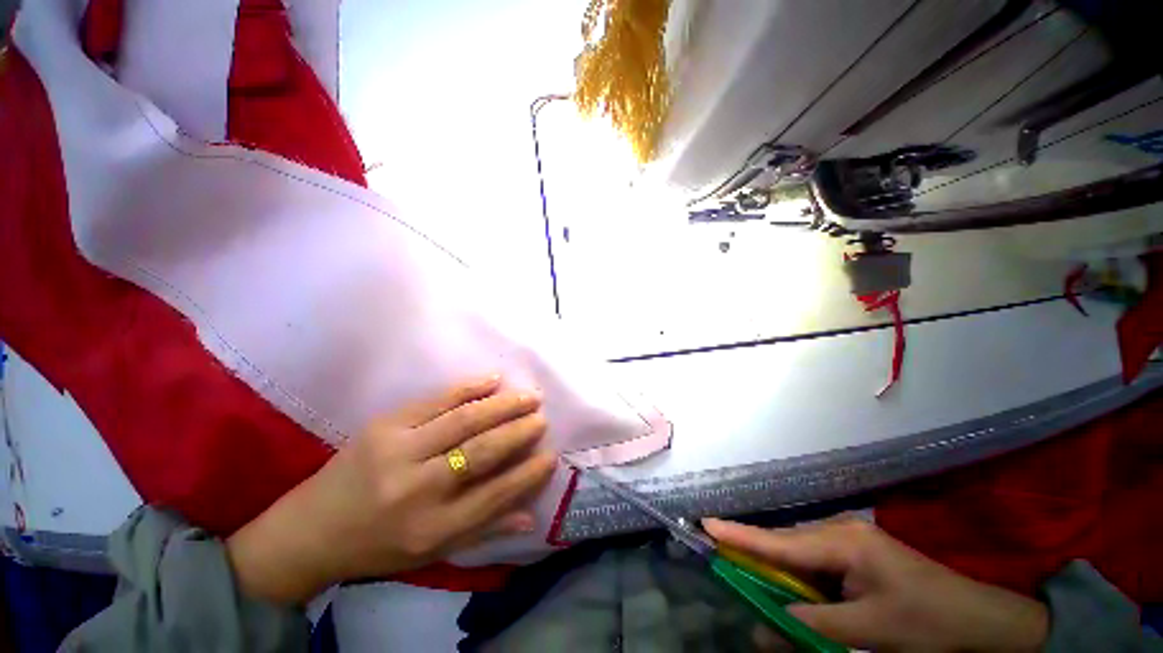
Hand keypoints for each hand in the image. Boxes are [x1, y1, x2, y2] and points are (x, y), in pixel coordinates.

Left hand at [226, 377, 556, 603]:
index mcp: (431, 529)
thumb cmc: (377, 546)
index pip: (495, 496)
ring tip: (529, 395)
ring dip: (503, 405)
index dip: (527, 474)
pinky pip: (437, 400)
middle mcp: (418, 489)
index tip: (551, 455)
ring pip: (465, 420)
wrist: (310, 530)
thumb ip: (483, 530)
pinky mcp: (385, 425)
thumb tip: (530, 515)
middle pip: (483, 451)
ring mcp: (399, 451)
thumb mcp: (430, 553)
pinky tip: (493, 379)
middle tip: (542, 417)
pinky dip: (470, 387)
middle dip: (519, 431)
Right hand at [703, 516, 1048, 652]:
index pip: (779, 540)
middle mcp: (839, 531)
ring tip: (766, 594)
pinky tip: (803, 597)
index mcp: (842, 542)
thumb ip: (811, 628)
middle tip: (730, 571)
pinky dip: (802, 580)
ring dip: (782, 576)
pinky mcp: (856, 552)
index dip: (740, 535)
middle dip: (758, 561)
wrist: (981, 619)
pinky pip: (816, 563)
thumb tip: (764, 626)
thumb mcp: (868, 632)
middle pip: (785, 546)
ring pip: (799, 555)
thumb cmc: (927, 622)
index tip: (706, 523)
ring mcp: (848, 539)